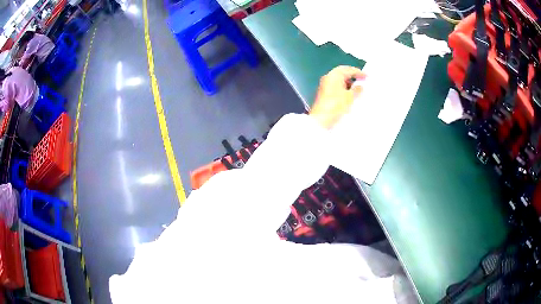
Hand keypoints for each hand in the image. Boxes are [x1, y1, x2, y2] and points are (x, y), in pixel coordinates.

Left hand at [309, 66, 364, 128]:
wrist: (321, 119)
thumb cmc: (335, 106)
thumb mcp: (350, 97)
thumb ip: (357, 90)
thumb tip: (360, 86)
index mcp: (334, 75)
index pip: (348, 69)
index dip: (358, 72)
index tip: (366, 76)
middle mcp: (328, 77)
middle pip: (342, 72)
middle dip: (353, 75)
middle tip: (362, 79)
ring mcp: (325, 85)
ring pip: (339, 79)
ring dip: (348, 82)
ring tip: (357, 88)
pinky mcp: (324, 93)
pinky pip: (336, 86)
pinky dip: (343, 87)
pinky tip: (349, 94)